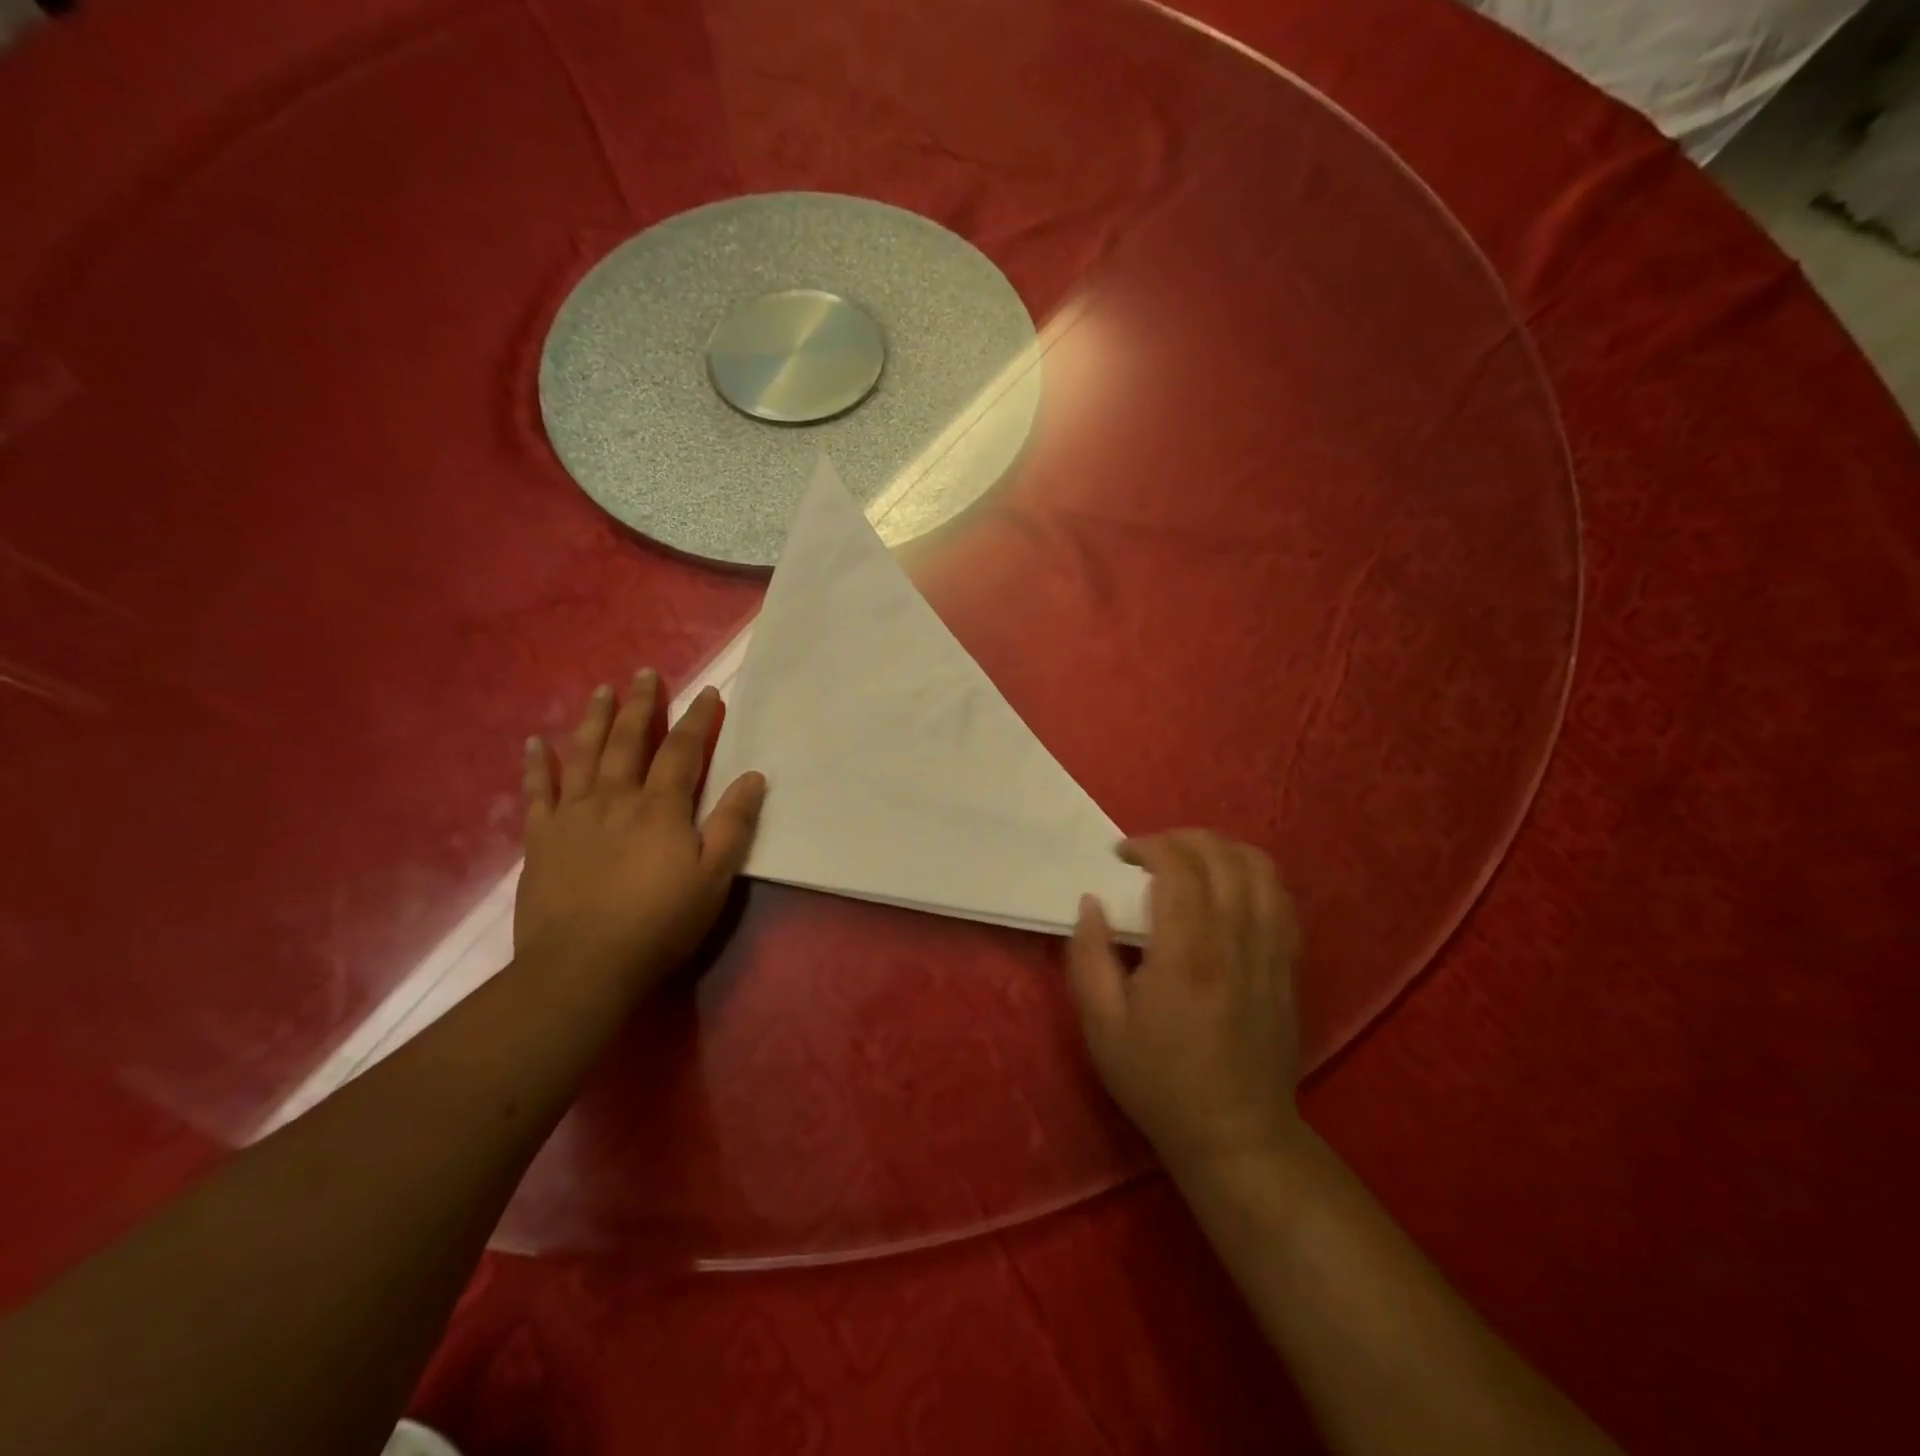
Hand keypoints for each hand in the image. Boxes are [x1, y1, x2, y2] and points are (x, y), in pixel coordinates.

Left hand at [514, 672, 765, 998]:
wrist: (582, 966)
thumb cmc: (659, 923)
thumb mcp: (714, 878)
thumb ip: (733, 824)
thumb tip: (754, 776)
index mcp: (660, 807)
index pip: (683, 750)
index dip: (699, 719)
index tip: (709, 692)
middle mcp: (615, 798)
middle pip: (630, 740)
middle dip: (642, 705)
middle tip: (645, 674)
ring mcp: (573, 815)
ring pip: (584, 754)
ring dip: (595, 720)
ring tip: (601, 691)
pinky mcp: (541, 838)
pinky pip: (538, 791)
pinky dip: (536, 765)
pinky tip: (535, 742)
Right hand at [1068, 831, 1303, 1180]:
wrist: (1235, 1135)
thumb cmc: (1158, 1081)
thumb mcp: (1101, 1027)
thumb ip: (1088, 957)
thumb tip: (1092, 903)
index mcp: (1186, 954)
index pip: (1178, 867)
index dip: (1148, 845)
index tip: (1121, 855)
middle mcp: (1235, 941)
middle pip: (1221, 856)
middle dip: (1181, 838)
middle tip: (1149, 853)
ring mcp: (1270, 951)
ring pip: (1260, 869)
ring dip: (1221, 849)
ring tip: (1191, 861)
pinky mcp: (1289, 965)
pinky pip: (1282, 898)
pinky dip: (1254, 875)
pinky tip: (1230, 887)